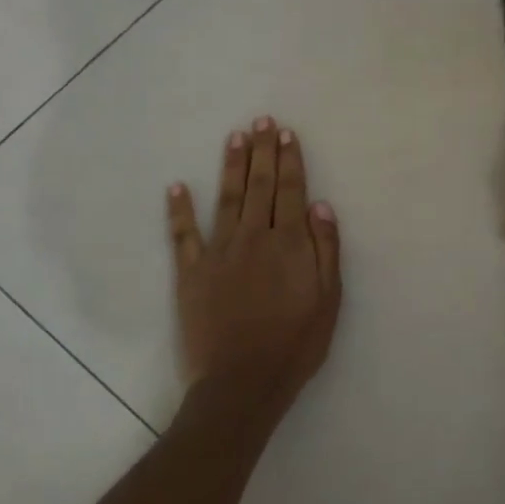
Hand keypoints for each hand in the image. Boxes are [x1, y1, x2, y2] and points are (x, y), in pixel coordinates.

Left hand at [167, 117, 341, 409]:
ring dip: (231, 166)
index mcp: (288, 243)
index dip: (289, 160)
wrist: (243, 382)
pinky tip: (176, 186)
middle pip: (260, 185)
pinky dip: (179, 209)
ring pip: (227, 199)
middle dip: (262, 150)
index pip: (290, 190)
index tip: (286, 133)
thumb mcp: (328, 299)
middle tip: (261, 121)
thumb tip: (320, 204)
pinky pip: (183, 235)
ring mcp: (219, 253)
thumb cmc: (294, 343)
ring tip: (234, 137)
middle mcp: (253, 237)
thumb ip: (326, 249)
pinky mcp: (191, 273)